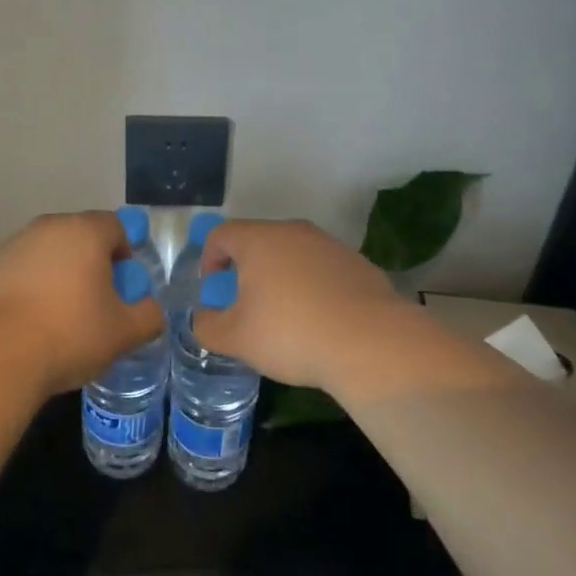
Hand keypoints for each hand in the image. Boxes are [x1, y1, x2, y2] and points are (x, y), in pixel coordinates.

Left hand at [0, 211, 163, 398]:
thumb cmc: (70, 334)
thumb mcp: (124, 333)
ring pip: (48, 251)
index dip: (125, 254)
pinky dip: (29, 285)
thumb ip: (148, 315)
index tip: (123, 287)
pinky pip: (21, 268)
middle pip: (80, 236)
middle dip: (91, 262)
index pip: (115, 226)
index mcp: (84, 231)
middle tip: (95, 302)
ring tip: (59, 315)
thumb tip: (150, 309)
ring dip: (59, 273)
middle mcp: (48, 227)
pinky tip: (29, 319)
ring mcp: (14, 244)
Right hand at [194, 219, 410, 390]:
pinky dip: (311, 288)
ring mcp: (329, 245)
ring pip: (292, 255)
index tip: (212, 289)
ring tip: (283, 317)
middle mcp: (293, 231)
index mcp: (258, 239)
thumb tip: (202, 319)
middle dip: (245, 270)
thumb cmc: (291, 333)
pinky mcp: (358, 265)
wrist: (372, 344)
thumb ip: (208, 327)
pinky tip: (318, 322)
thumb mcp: (236, 339)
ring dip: (280, 278)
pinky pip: (321, 270)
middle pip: (258, 242)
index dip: (208, 259)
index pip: (221, 234)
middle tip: (244, 305)